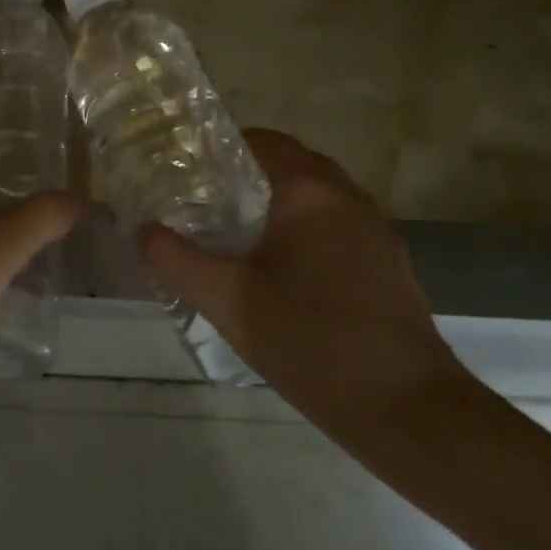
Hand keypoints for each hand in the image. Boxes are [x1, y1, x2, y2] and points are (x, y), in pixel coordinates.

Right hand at [138, 130, 466, 439]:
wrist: (407, 409)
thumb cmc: (312, 342)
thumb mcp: (227, 301)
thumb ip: (175, 259)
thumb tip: (143, 229)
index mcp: (309, 192)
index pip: (259, 140)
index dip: (216, 147)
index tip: (181, 169)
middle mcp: (346, 197)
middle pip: (287, 161)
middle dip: (242, 173)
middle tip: (198, 200)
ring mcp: (372, 228)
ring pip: (312, 193)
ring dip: (273, 199)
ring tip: (229, 231)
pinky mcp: (384, 260)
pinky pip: (332, 221)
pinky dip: (300, 225)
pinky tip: (275, 266)